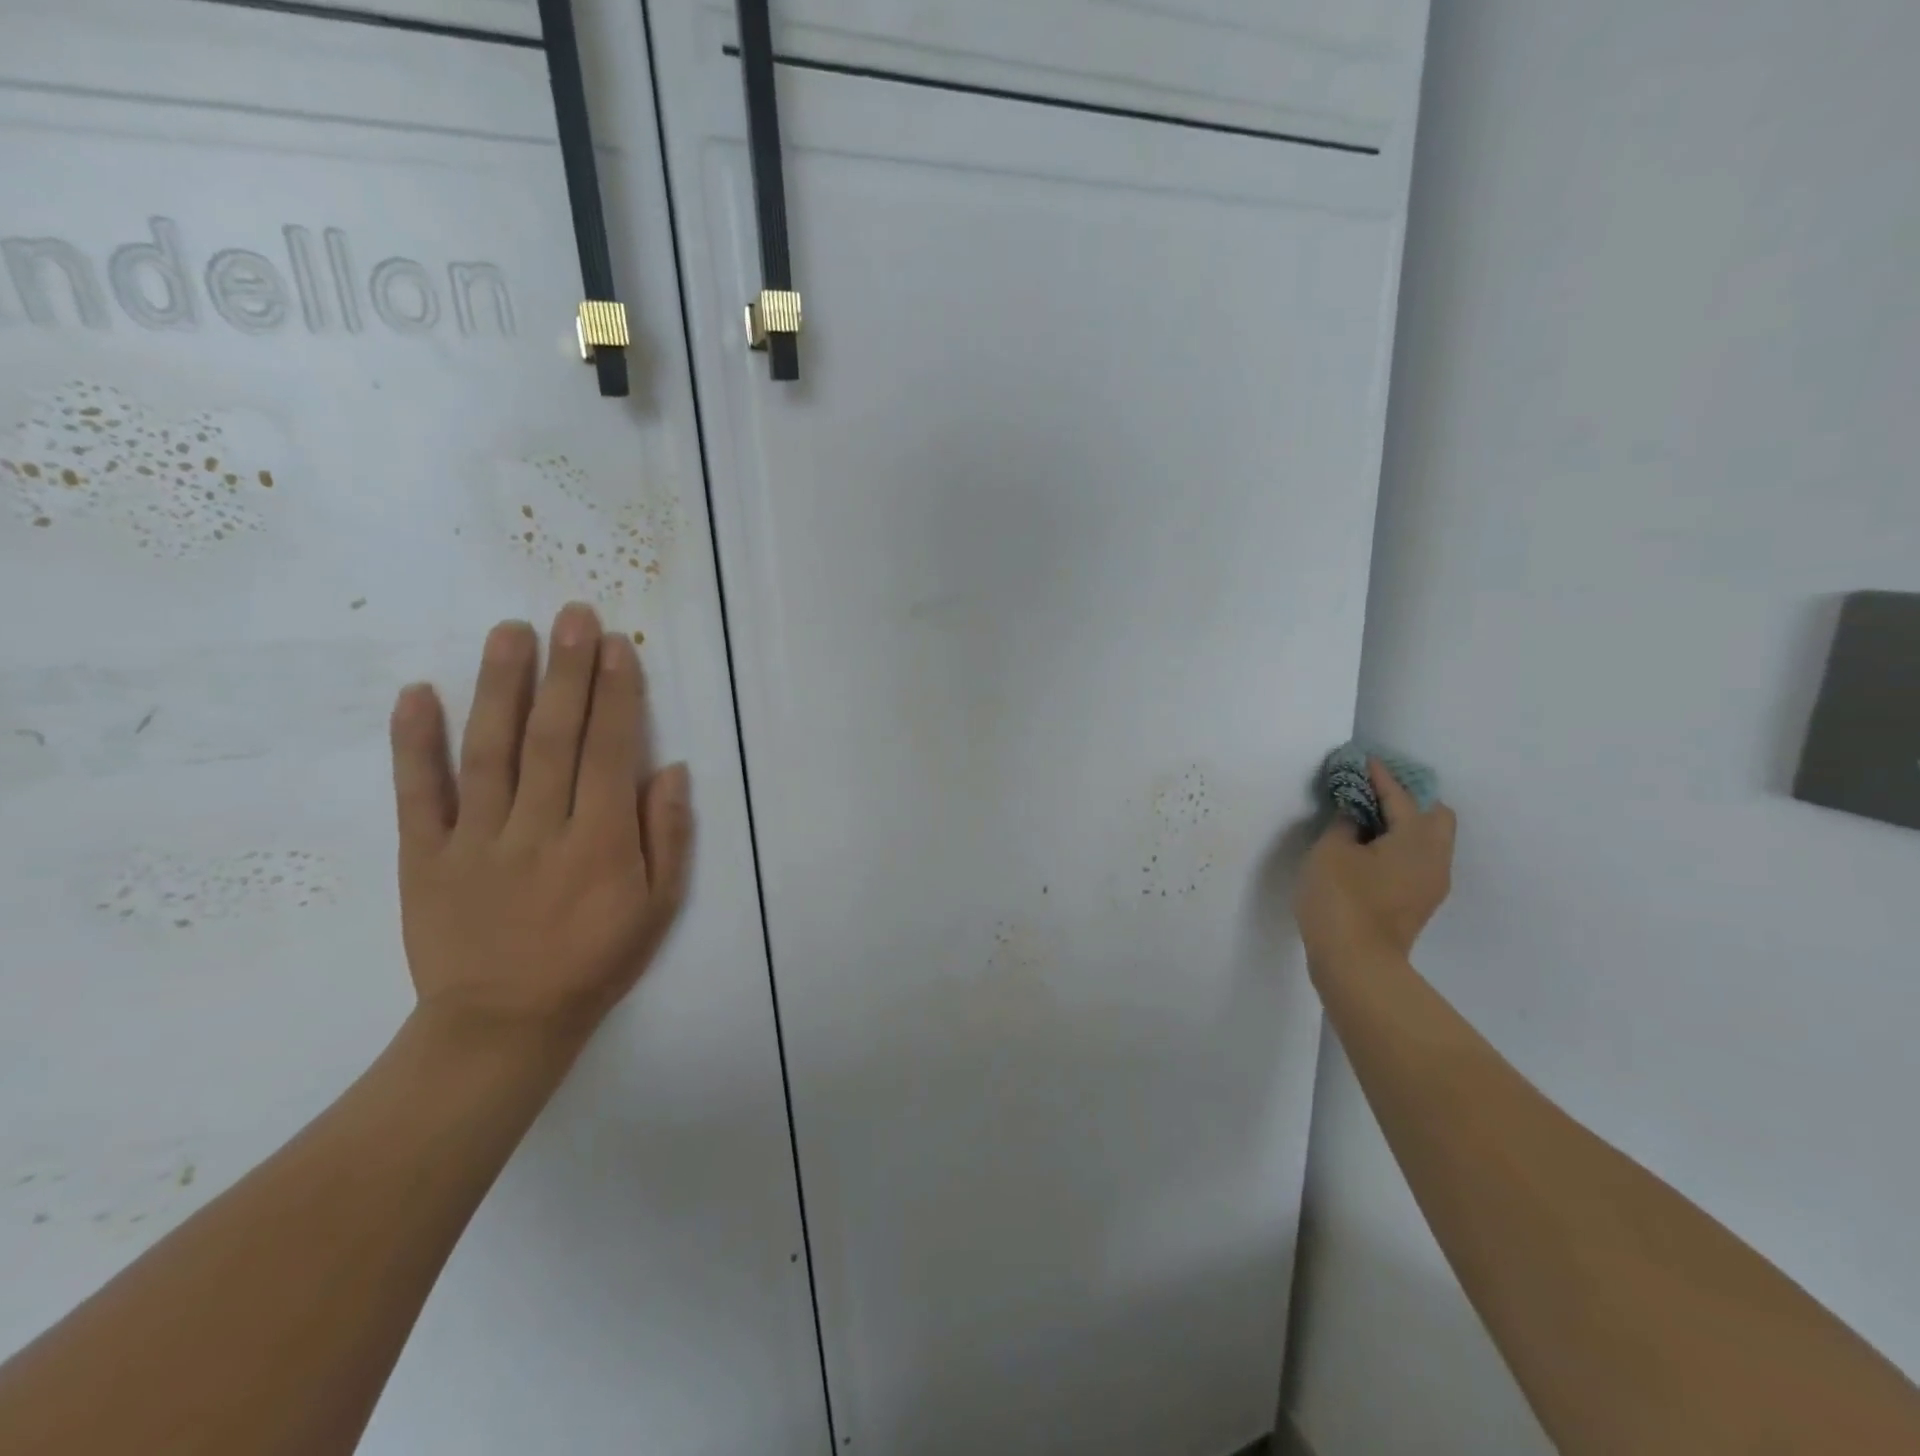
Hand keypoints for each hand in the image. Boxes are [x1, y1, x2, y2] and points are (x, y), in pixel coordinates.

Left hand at [387, 604, 693, 1053]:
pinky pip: (418, 794)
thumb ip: (667, 837)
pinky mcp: (425, 856)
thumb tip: (671, 770)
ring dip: (501, 687)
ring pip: (489, 751)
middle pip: (554, 737)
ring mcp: (476, 840)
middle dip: (567, 671)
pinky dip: (414, 743)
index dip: (616, 695)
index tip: (617, 646)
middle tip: (572, 615)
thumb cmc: (595, 960)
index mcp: (600, 842)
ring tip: (510, 632)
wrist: (503, 1024)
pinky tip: (417, 693)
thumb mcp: (657, 908)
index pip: (611, 752)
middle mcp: (539, 829)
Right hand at [1296, 759, 1454, 977]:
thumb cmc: (1341, 898)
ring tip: (1369, 821)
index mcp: (1417, 838)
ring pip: (1429, 840)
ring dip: (1406, 825)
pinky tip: (1371, 850)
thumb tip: (1356, 816)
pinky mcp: (1419, 903)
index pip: (1401, 796)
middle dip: (1408, 799)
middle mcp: (1435, 858)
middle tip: (1373, 794)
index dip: (1381, 776)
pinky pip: (1418, 859)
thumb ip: (1345, 824)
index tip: (1365, 760)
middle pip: (1435, 816)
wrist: (1356, 962)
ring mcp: (1431, 884)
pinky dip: (1400, 846)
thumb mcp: (1331, 851)